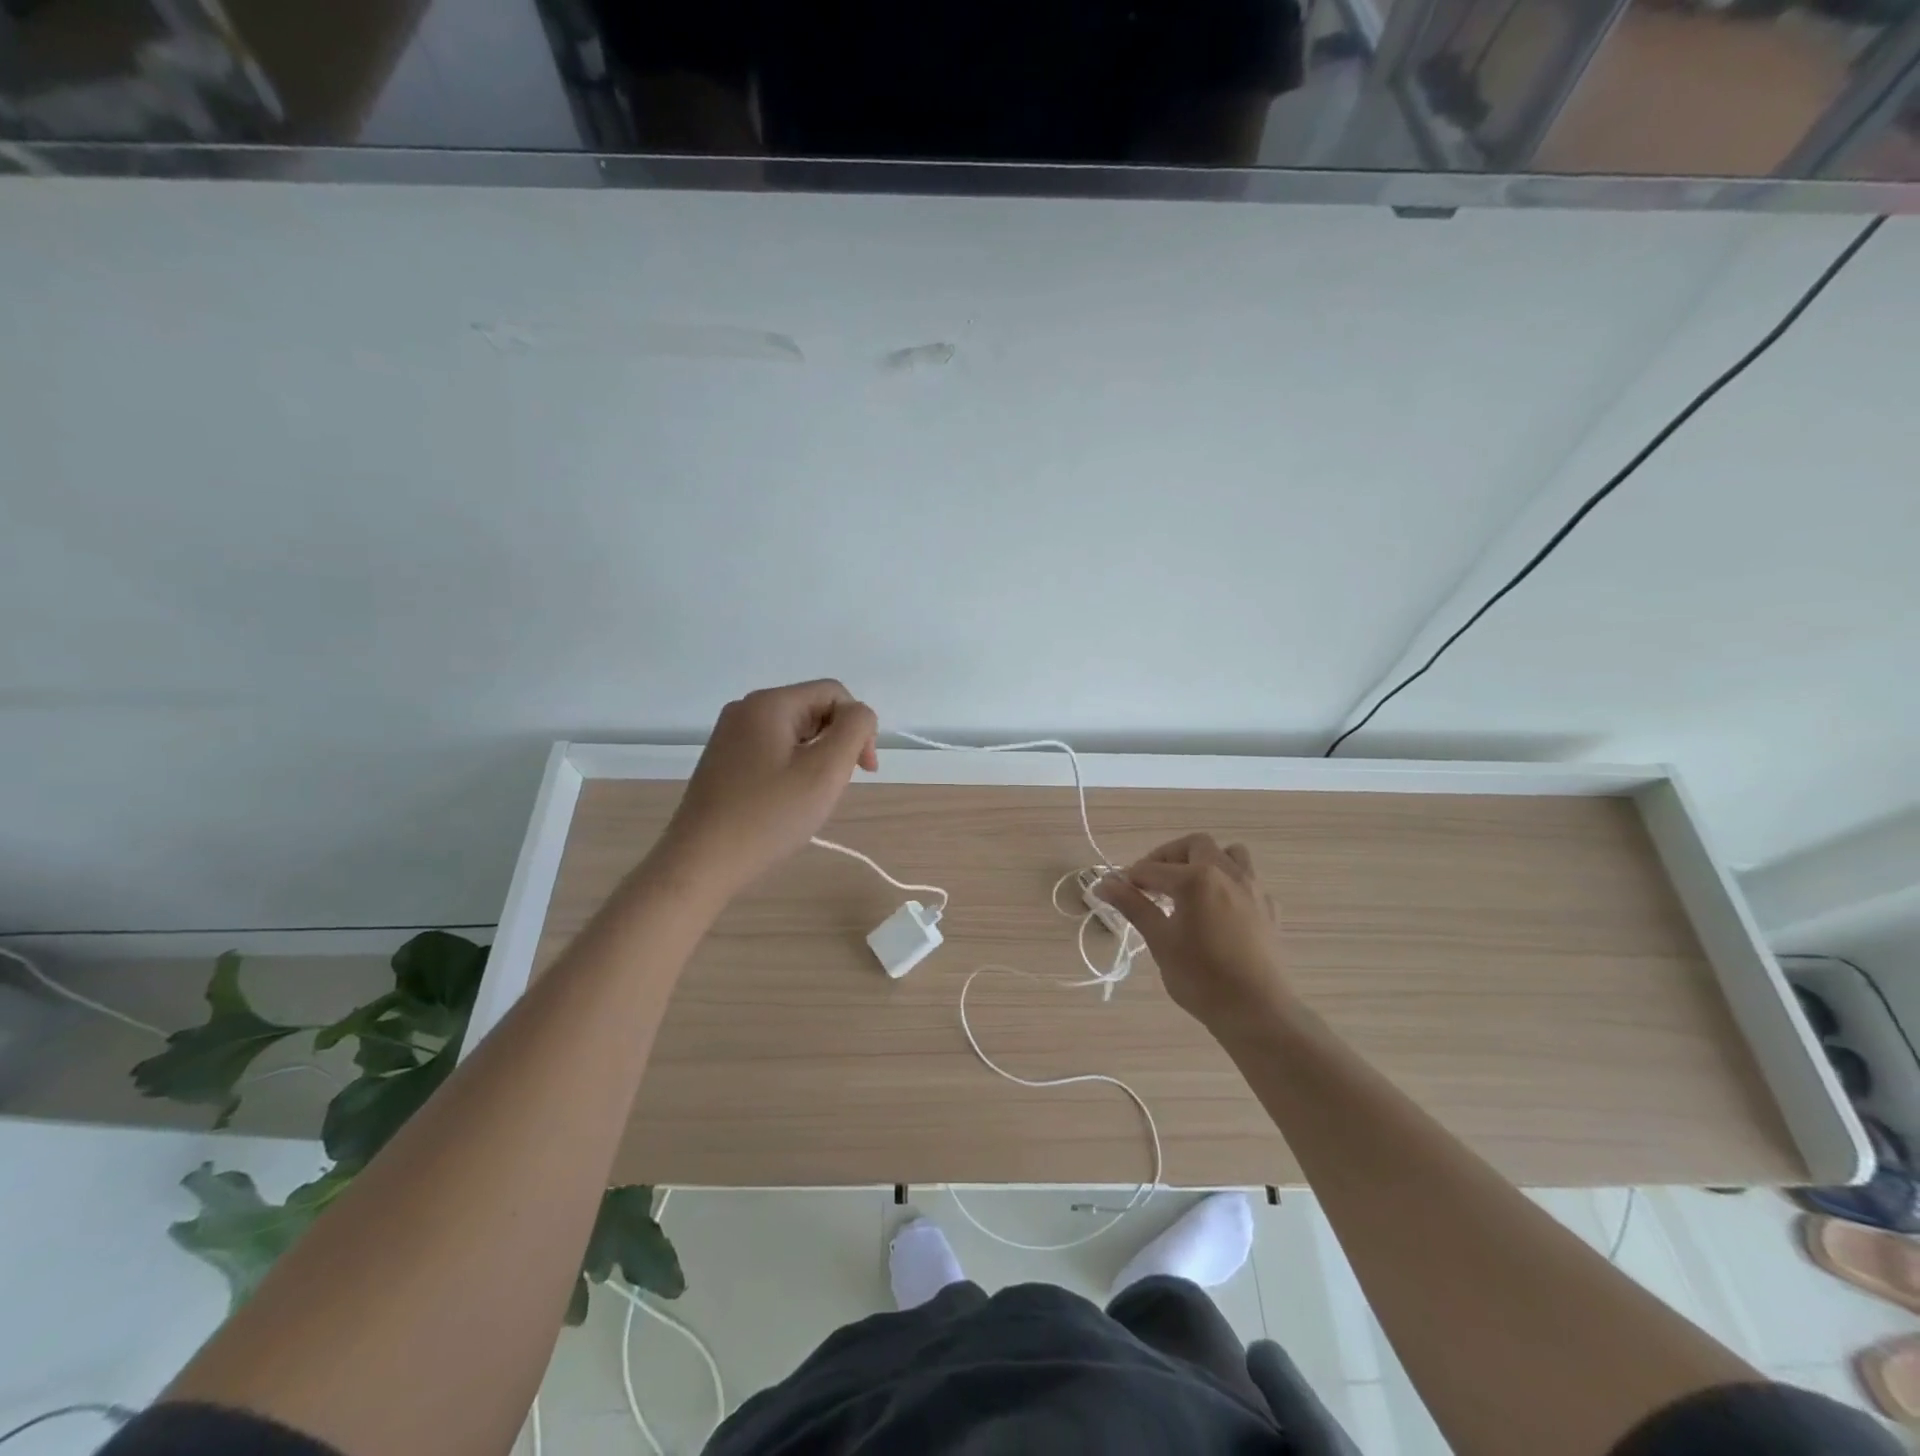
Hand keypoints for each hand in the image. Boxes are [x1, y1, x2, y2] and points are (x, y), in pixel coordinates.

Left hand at [658, 680, 878, 898]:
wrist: (700, 863)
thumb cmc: (769, 816)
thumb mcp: (825, 770)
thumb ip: (854, 729)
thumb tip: (859, 715)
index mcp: (769, 703)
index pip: (834, 693)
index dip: (858, 726)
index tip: (864, 770)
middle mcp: (745, 709)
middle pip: (813, 710)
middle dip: (835, 743)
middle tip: (834, 788)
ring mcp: (730, 735)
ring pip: (794, 733)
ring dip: (815, 759)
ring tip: (810, 798)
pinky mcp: (723, 760)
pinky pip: (772, 750)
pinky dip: (791, 769)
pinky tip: (786, 802)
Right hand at [1097, 833, 1291, 1032]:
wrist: (1258, 1012)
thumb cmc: (1201, 978)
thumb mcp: (1160, 941)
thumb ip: (1133, 905)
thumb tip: (1103, 883)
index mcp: (1196, 879)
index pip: (1152, 868)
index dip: (1130, 878)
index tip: (1118, 892)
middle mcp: (1227, 873)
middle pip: (1194, 845)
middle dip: (1169, 857)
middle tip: (1152, 884)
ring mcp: (1253, 889)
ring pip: (1229, 854)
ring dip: (1206, 860)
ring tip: (1189, 887)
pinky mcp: (1269, 908)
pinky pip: (1248, 879)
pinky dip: (1228, 882)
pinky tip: (1218, 910)